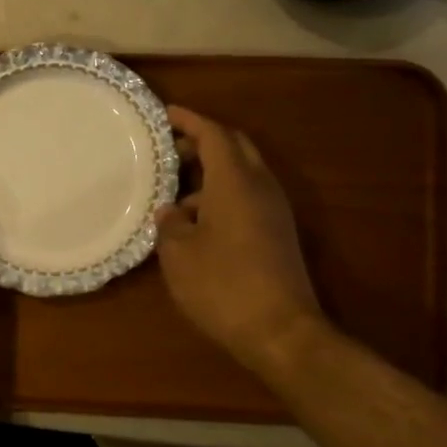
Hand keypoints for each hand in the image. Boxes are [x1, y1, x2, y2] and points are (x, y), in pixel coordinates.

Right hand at [155, 107, 330, 373]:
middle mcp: (260, 186)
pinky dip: (223, 193)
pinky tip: (198, 219)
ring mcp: (275, 210)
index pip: (213, 133)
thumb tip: (172, 211)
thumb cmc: (223, 286)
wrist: (281, 332)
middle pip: (235, 146)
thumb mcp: (179, 254)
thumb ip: (170, 223)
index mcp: (235, 181)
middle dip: (204, 139)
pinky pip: (249, 195)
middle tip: (171, 146)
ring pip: (243, 172)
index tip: (164, 113)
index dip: (188, 120)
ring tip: (176, 187)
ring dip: (213, 170)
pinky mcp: (278, 233)